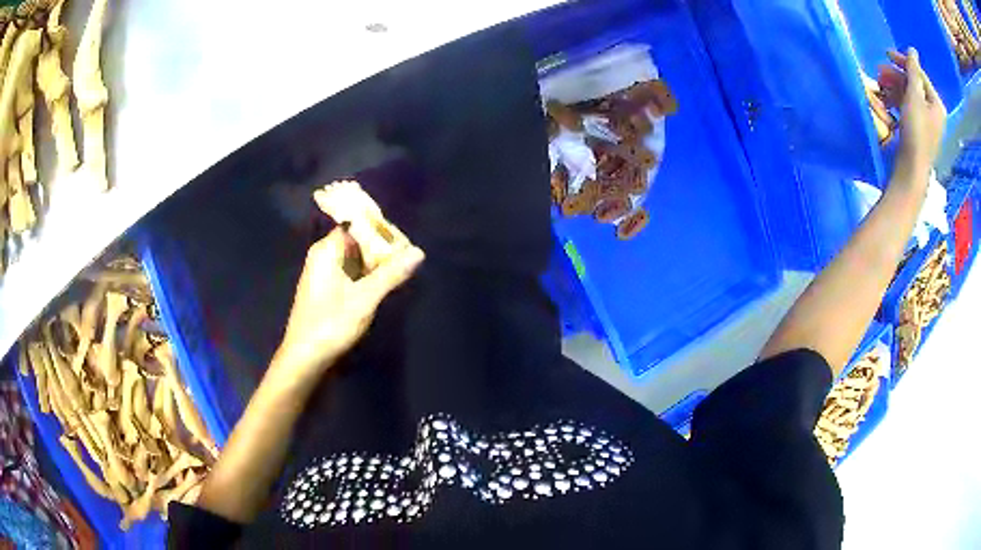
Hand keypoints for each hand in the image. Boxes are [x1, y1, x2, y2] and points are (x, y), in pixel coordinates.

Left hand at [272, 226, 423, 382]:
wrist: (305, 358)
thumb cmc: (331, 324)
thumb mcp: (365, 299)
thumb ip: (391, 274)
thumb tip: (419, 252)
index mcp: (326, 250)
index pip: (357, 224)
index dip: (381, 229)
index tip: (404, 240)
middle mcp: (323, 256)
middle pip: (357, 240)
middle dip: (381, 247)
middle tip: (408, 256)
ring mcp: (323, 273)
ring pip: (355, 258)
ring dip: (376, 262)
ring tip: (402, 268)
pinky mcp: (326, 289)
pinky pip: (350, 272)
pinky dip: (367, 275)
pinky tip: (383, 283)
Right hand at [879, 48, 947, 182]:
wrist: (912, 169)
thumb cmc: (916, 131)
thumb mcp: (914, 96)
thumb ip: (913, 71)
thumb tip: (912, 50)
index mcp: (936, 104)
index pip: (919, 74)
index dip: (903, 62)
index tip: (886, 54)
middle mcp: (934, 112)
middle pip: (913, 85)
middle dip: (896, 77)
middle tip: (879, 74)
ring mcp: (927, 124)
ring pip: (909, 97)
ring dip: (894, 89)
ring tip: (880, 88)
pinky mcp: (919, 132)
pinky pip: (908, 109)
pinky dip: (896, 102)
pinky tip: (886, 102)